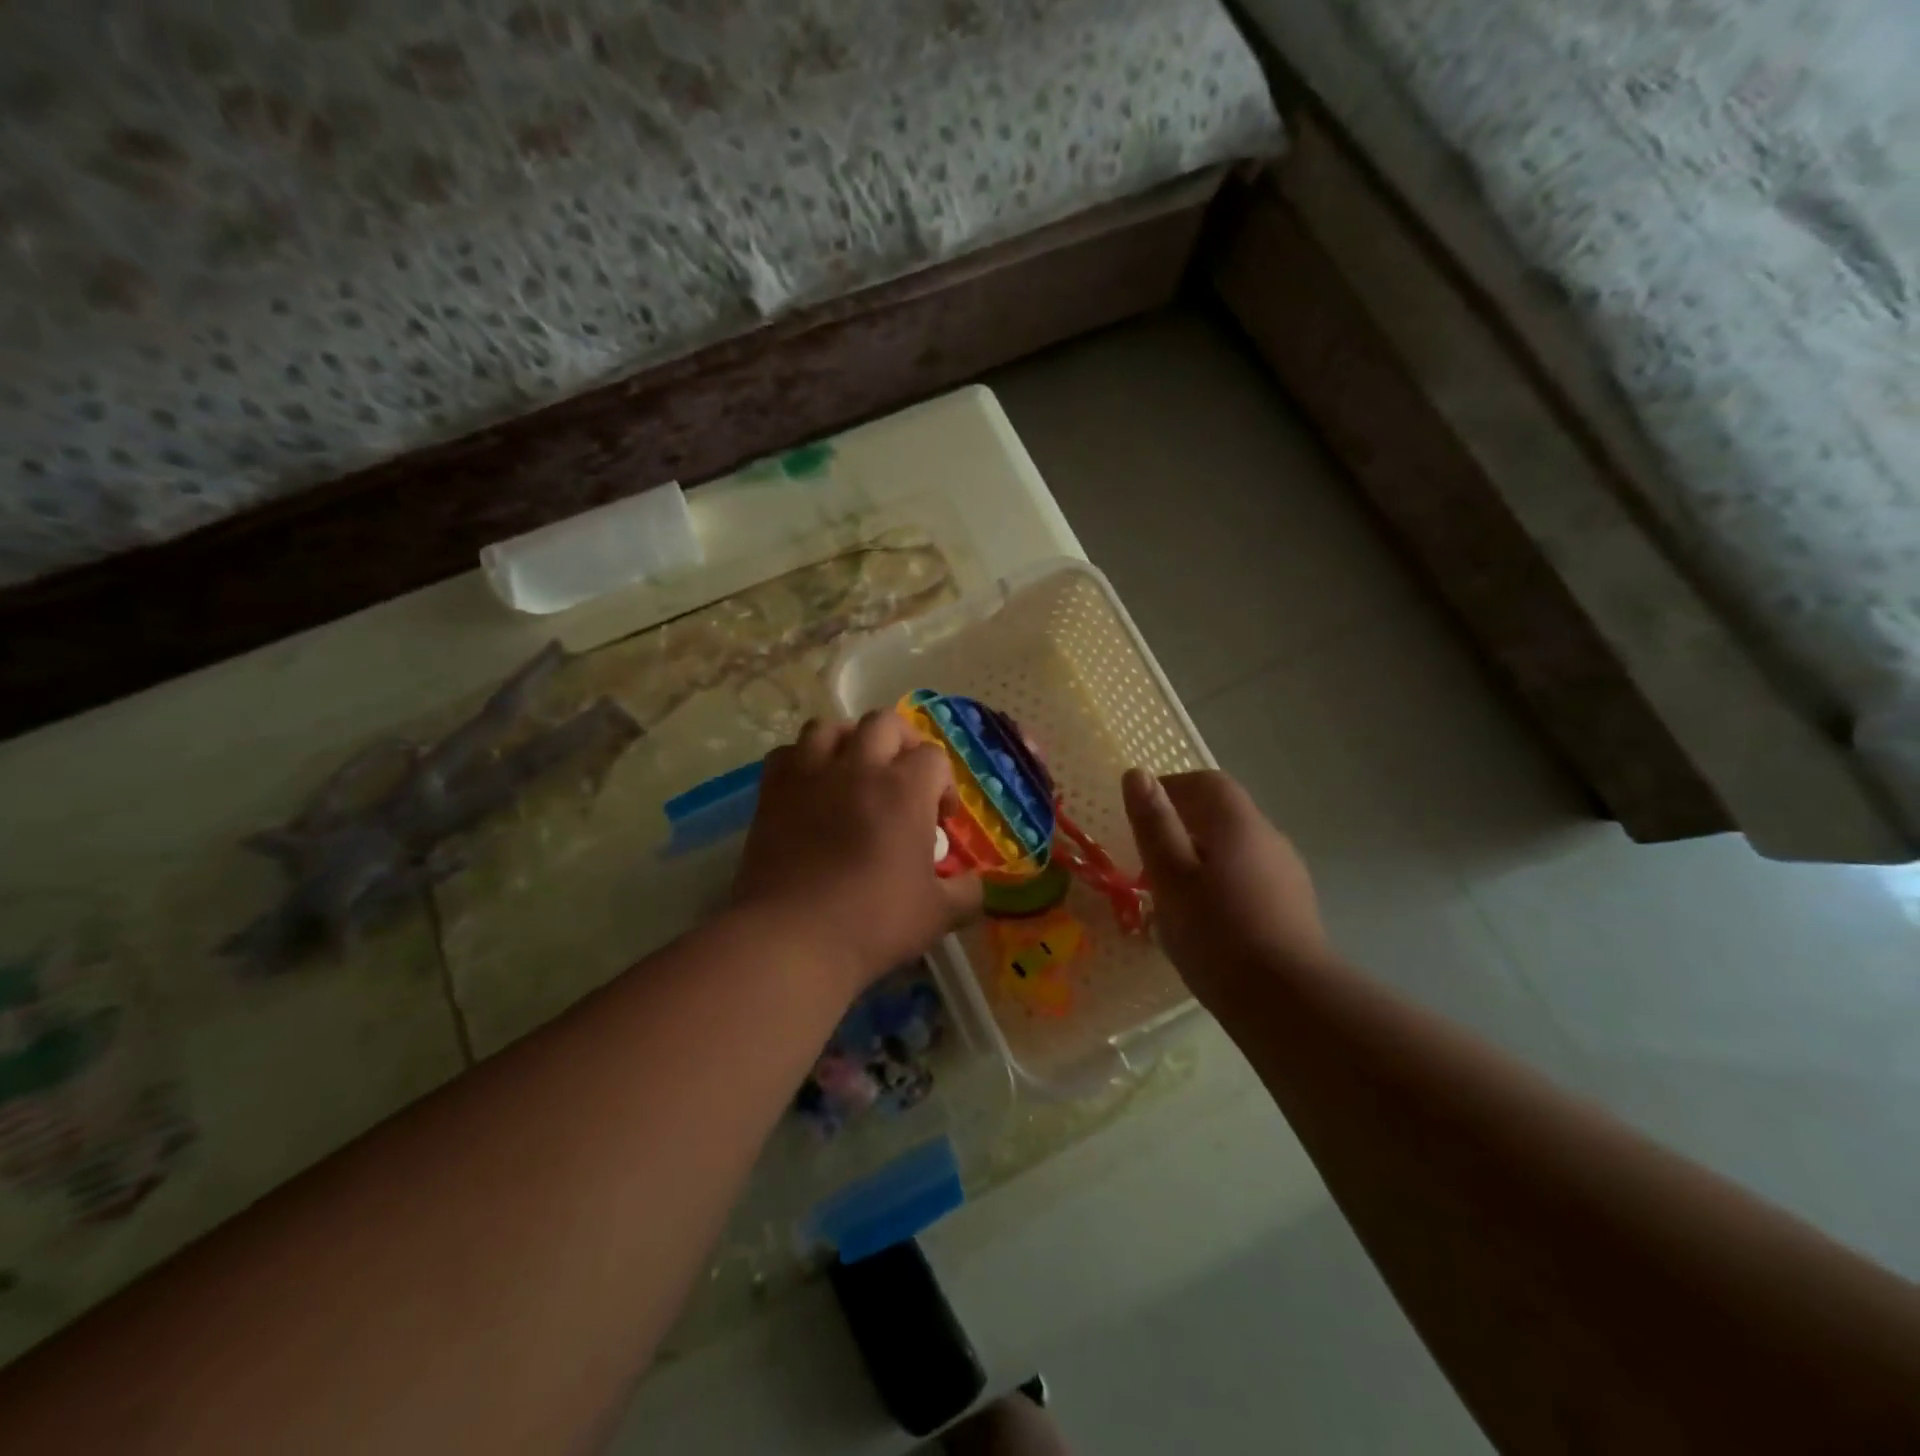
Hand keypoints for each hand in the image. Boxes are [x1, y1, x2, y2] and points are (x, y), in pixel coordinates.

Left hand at [733, 713, 981, 995]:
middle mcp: (858, 768)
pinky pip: (787, 753)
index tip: (940, 820)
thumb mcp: (938, 915)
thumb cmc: (873, 923)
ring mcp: (810, 776)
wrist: (793, 939)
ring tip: (854, 770)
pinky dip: (803, 760)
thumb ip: (966, 893)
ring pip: (830, 726)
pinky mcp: (773, 792)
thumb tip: (975, 884)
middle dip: (902, 743)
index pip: (933, 757)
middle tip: (903, 779)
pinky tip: (811, 786)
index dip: (943, 784)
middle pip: (884, 723)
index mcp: (904, 789)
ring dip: (849, 741)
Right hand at [1123, 768, 1329, 1007]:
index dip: (1170, 788)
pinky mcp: (1294, 905)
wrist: (1289, 1002)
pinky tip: (1208, 918)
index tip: (1139, 813)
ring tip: (1173, 891)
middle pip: (1223, 813)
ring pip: (1237, 847)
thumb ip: (1154, 824)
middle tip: (1148, 857)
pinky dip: (1222, 880)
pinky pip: (1250, 875)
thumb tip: (1137, 773)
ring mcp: (1287, 872)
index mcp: (1237, 823)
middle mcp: (1269, 837)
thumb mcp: (1170, 877)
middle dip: (1183, 824)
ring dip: (1202, 855)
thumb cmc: (1218, 934)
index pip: (1206, 782)